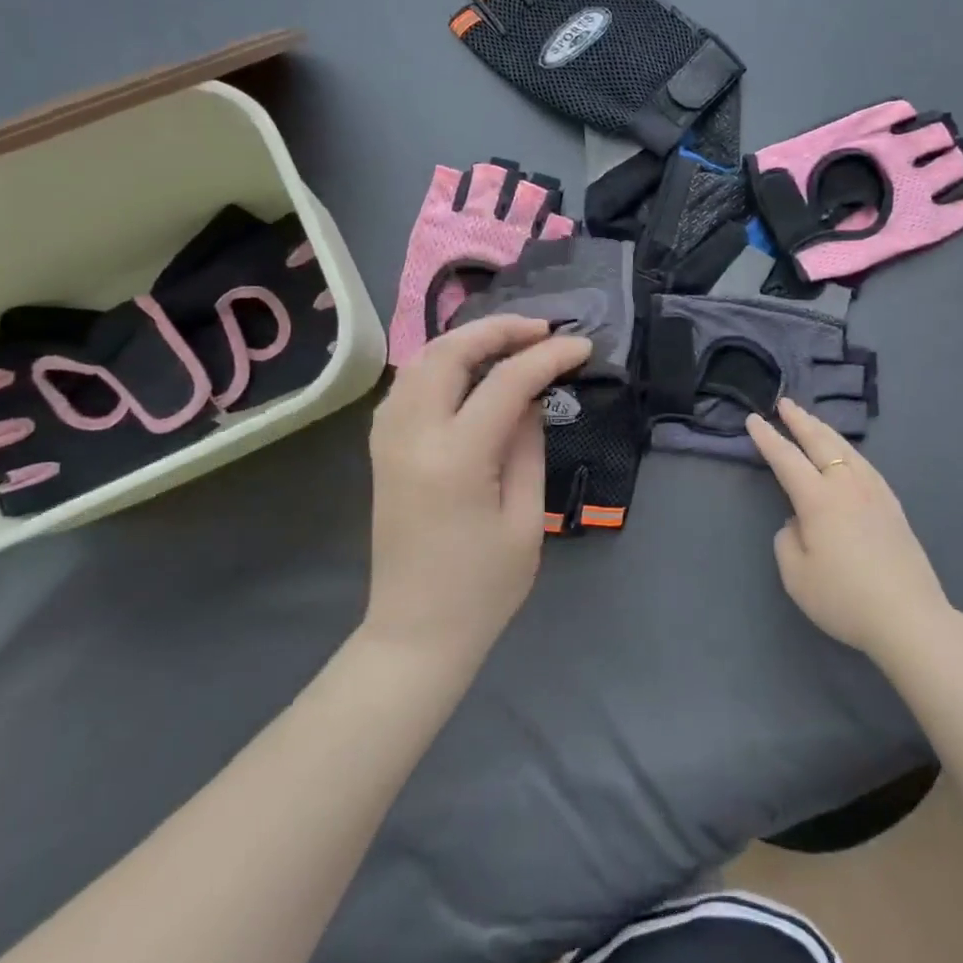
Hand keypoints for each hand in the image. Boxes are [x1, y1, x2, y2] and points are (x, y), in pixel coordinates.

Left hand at [365, 316, 590, 669]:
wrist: (416, 632)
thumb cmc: (484, 587)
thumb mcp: (526, 518)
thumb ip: (529, 446)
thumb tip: (532, 397)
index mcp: (456, 458)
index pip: (506, 382)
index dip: (548, 357)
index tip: (582, 346)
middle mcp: (412, 435)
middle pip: (448, 352)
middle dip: (498, 329)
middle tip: (542, 330)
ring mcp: (388, 440)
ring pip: (419, 361)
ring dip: (465, 341)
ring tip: (510, 343)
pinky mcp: (381, 450)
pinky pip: (407, 386)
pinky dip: (438, 365)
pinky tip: (467, 374)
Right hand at [746, 399, 953, 665]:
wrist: (908, 617)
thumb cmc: (844, 598)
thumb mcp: (796, 576)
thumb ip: (788, 540)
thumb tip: (798, 522)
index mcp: (818, 500)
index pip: (786, 459)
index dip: (768, 439)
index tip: (753, 419)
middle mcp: (847, 486)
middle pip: (821, 443)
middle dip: (800, 421)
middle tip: (785, 403)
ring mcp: (875, 493)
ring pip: (847, 450)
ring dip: (825, 431)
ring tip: (812, 421)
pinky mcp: (893, 506)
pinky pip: (865, 464)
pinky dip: (849, 450)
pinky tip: (849, 455)